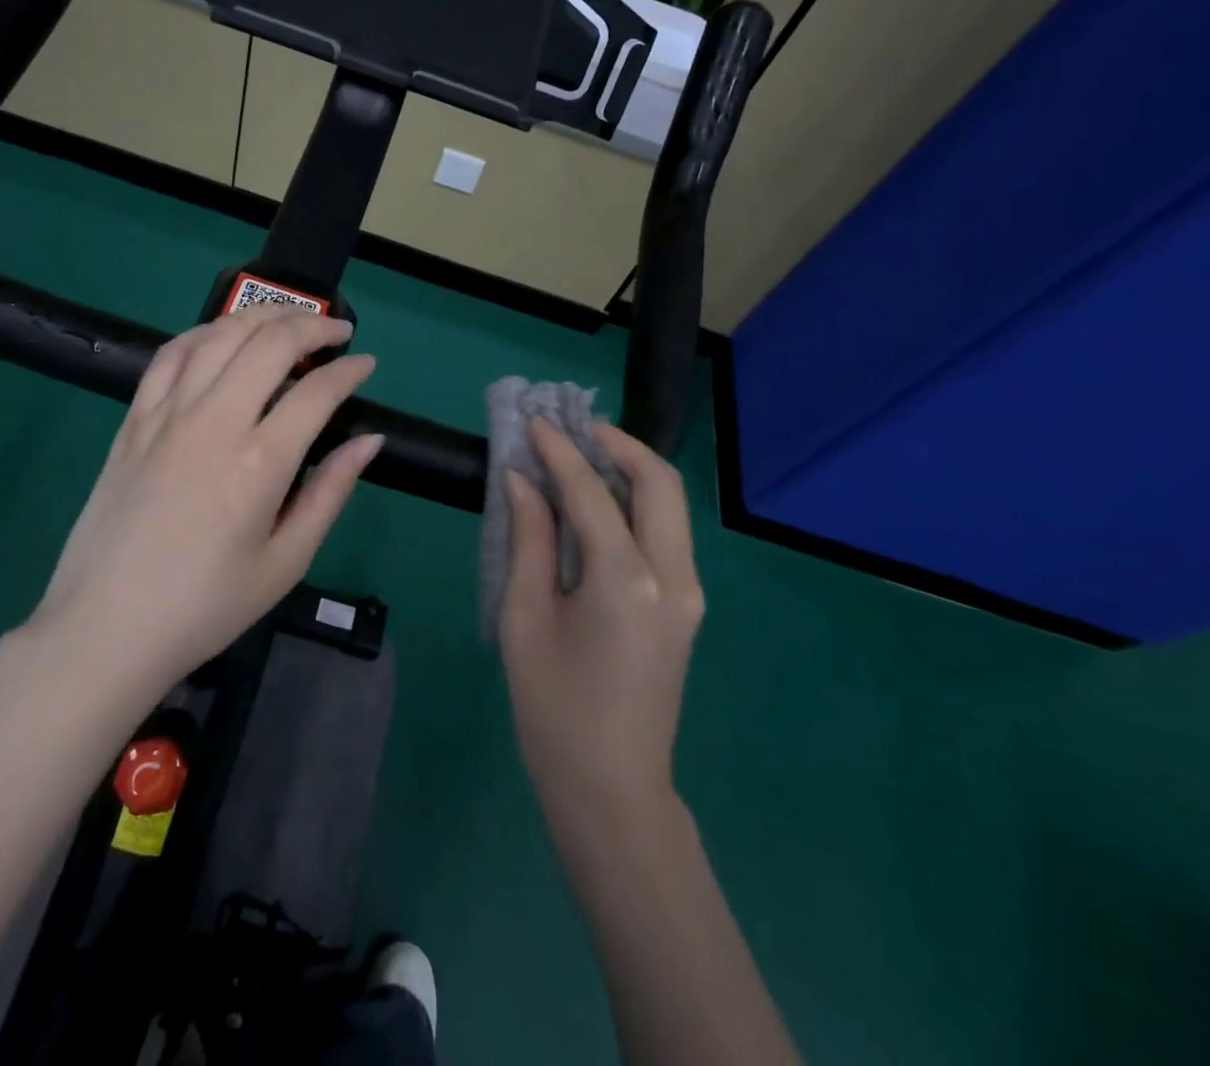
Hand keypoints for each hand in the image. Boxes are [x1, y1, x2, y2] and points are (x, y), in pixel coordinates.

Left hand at [28, 305, 381, 698]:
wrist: (106, 628)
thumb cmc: (206, 606)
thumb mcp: (286, 561)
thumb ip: (331, 492)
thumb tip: (369, 440)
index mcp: (259, 463)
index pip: (317, 391)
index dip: (350, 371)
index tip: (366, 365)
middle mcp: (214, 422)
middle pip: (270, 343)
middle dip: (313, 325)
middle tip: (337, 333)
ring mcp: (167, 415)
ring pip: (220, 335)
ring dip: (262, 315)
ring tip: (289, 319)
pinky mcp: (134, 420)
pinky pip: (170, 355)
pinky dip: (204, 333)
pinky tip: (223, 335)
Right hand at [499, 419, 704, 829]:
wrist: (611, 789)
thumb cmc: (553, 708)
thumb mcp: (524, 617)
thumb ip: (528, 539)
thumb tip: (520, 480)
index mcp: (626, 580)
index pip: (591, 491)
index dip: (558, 450)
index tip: (533, 422)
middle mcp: (672, 575)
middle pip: (658, 481)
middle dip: (617, 443)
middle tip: (571, 429)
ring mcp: (688, 592)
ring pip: (670, 503)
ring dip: (630, 469)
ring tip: (582, 453)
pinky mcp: (686, 605)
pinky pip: (666, 532)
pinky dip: (636, 502)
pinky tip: (599, 501)